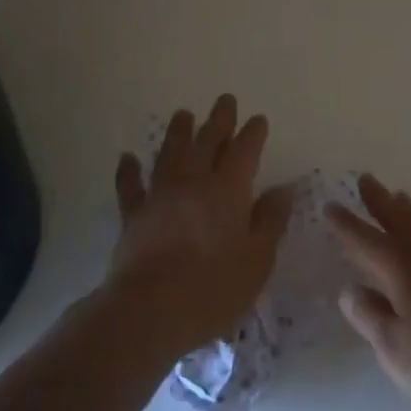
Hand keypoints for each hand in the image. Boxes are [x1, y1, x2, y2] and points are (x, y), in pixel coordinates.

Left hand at [106, 94, 290, 352]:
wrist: (150, 310)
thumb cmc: (214, 288)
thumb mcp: (258, 259)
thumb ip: (270, 221)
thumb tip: (283, 189)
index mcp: (229, 190)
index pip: (244, 152)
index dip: (252, 134)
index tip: (258, 119)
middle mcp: (194, 183)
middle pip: (207, 142)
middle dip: (219, 120)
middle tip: (225, 100)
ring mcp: (160, 196)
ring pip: (170, 154)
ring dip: (178, 132)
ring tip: (183, 114)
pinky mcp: (133, 216)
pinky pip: (130, 186)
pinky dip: (129, 170)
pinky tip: (127, 157)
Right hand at [330, 174, 410, 410]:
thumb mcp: (395, 349)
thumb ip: (370, 316)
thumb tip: (349, 289)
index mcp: (404, 273)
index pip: (367, 242)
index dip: (347, 225)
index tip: (331, 205)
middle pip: (401, 222)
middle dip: (381, 202)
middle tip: (367, 179)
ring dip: (407, 213)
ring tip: (399, 197)